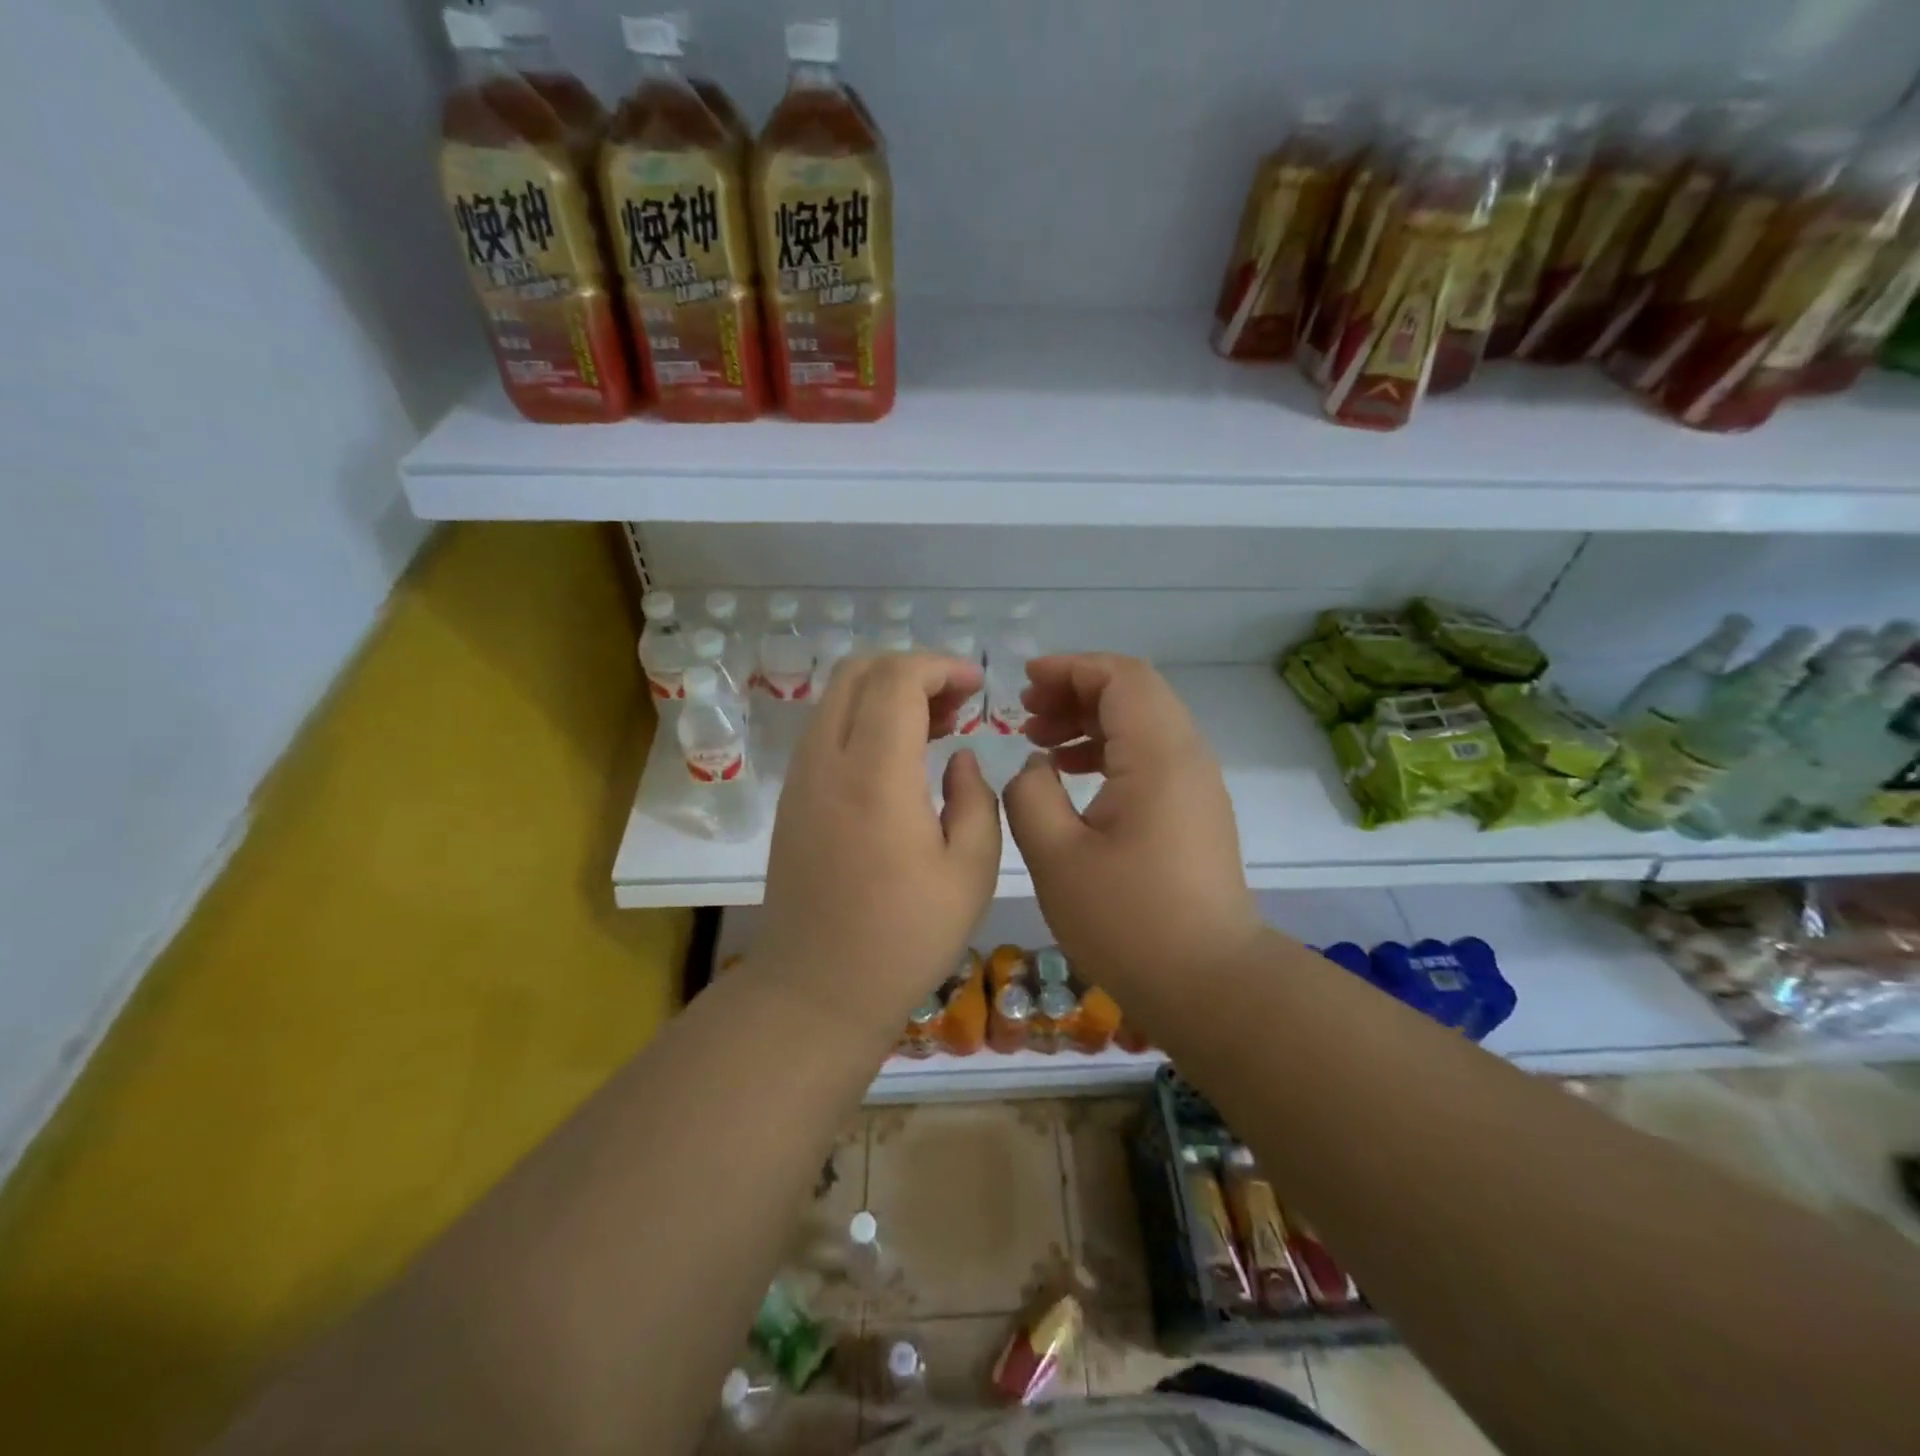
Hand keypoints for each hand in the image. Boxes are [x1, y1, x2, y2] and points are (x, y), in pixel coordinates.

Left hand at [757, 652, 1000, 1028]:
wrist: (817, 990)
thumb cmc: (904, 938)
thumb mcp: (970, 872)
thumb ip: (975, 799)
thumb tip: (958, 757)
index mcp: (874, 775)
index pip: (896, 679)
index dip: (940, 667)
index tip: (976, 686)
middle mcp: (826, 762)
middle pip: (858, 672)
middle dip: (912, 669)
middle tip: (957, 702)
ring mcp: (801, 779)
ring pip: (837, 698)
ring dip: (887, 693)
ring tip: (936, 726)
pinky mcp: (792, 799)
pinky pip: (826, 731)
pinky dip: (864, 720)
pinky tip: (900, 758)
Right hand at [1002, 654, 1261, 1010]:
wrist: (1209, 985)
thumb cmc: (1128, 921)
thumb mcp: (1055, 856)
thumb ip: (1030, 794)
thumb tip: (1036, 767)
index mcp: (1158, 754)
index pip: (1120, 677)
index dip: (1069, 669)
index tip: (1024, 684)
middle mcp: (1186, 756)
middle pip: (1134, 693)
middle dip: (1076, 692)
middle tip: (1027, 716)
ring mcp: (1196, 785)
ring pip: (1142, 725)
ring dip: (1090, 722)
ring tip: (1040, 744)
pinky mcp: (1195, 812)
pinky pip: (1150, 758)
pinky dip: (1108, 752)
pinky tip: (1071, 778)